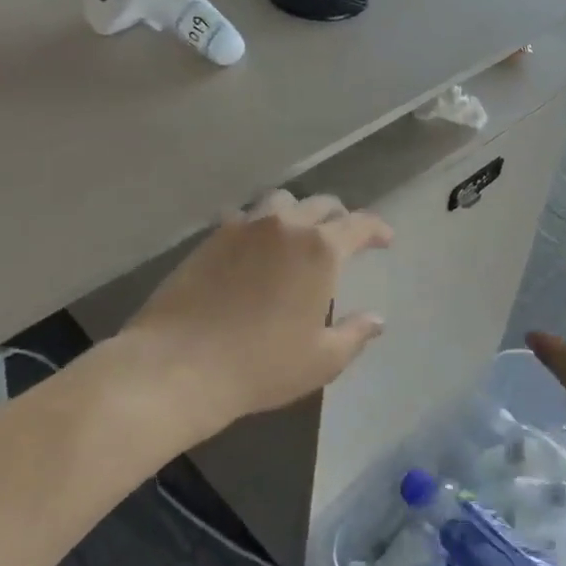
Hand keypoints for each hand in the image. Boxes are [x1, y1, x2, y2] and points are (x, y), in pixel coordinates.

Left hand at [121, 191, 391, 435]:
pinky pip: (245, 215)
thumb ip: (355, 334)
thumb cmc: (261, 364)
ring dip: (297, 212)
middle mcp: (285, 225)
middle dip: (338, 218)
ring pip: (281, 201)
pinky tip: (255, 245)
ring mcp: (244, 225)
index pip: (359, 224)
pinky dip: (260, 223)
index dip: (377, 229)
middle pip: (320, 204)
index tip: (385, 239)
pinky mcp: (212, 236)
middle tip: (343, 237)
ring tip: (298, 234)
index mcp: (319, 248)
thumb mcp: (321, 359)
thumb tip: (377, 319)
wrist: (180, 363)